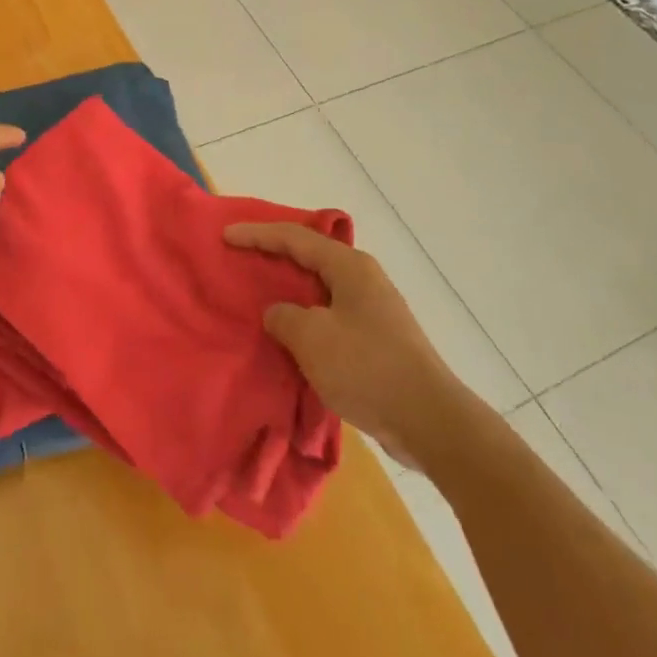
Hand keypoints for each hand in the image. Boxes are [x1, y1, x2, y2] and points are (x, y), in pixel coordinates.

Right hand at [227, 222, 464, 467]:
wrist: (430, 422)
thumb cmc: (367, 368)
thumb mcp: (312, 338)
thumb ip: (284, 317)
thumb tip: (279, 314)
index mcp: (349, 267)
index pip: (294, 238)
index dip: (257, 234)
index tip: (226, 236)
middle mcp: (363, 279)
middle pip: (309, 256)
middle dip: (274, 255)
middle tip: (241, 258)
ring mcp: (373, 309)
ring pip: (319, 287)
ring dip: (289, 289)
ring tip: (258, 294)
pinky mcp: (376, 339)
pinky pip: (329, 314)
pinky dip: (305, 316)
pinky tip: (289, 333)